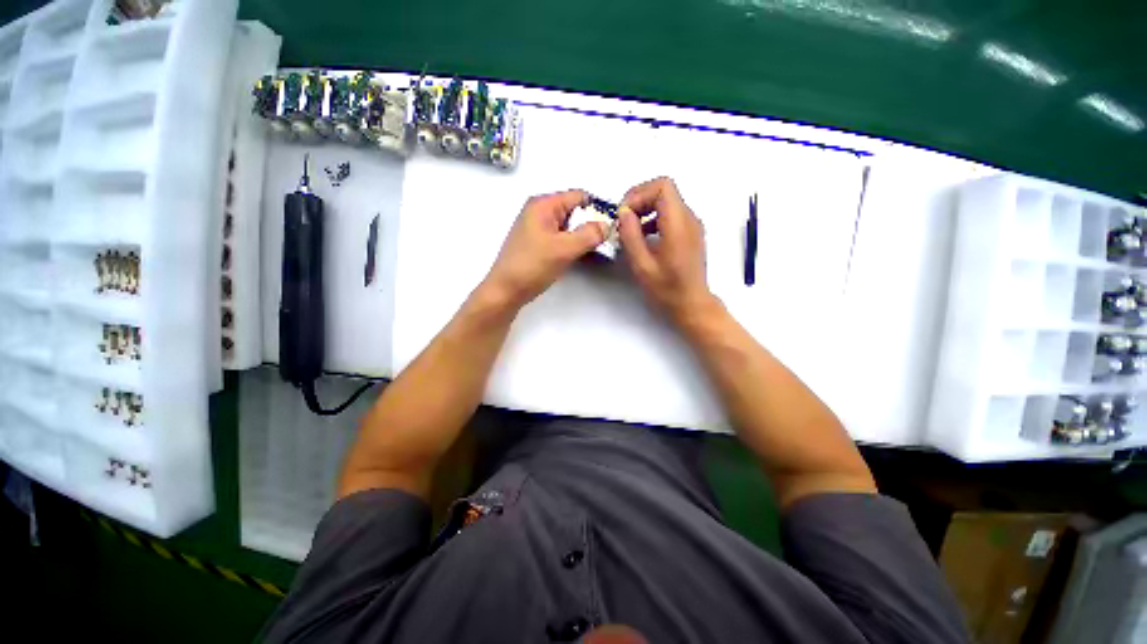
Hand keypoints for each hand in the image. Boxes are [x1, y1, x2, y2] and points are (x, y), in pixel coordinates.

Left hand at [482, 190, 606, 308]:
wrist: (506, 291)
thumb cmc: (533, 266)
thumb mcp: (565, 249)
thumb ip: (590, 234)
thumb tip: (607, 225)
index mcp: (543, 204)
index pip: (579, 196)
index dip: (597, 209)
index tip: (611, 227)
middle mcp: (539, 210)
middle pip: (574, 210)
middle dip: (590, 224)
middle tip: (603, 242)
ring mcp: (536, 227)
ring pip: (568, 226)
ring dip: (581, 236)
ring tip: (592, 251)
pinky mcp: (536, 243)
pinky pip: (560, 237)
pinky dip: (571, 244)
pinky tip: (577, 256)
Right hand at [617, 177, 714, 323]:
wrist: (692, 304)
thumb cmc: (667, 290)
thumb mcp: (642, 266)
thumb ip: (631, 236)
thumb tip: (623, 212)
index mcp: (679, 225)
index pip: (663, 186)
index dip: (640, 193)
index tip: (624, 213)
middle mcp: (689, 219)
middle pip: (664, 190)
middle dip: (640, 200)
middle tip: (623, 220)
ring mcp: (692, 225)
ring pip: (667, 201)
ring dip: (645, 209)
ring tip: (629, 230)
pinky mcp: (690, 232)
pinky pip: (671, 214)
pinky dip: (653, 218)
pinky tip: (643, 237)